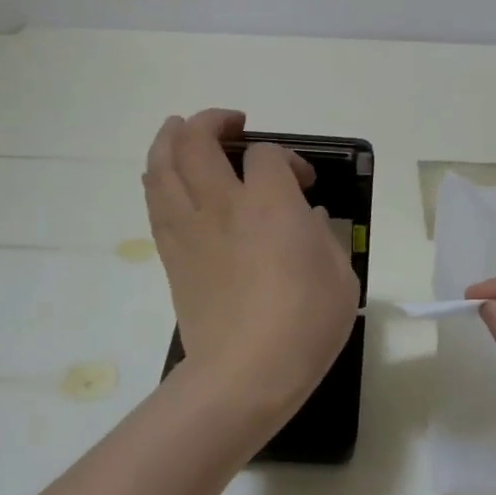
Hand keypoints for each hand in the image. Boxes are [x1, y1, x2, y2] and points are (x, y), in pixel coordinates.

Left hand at [145, 110, 358, 426]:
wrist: (246, 373)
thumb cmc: (305, 323)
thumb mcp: (339, 274)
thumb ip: (323, 236)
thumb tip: (306, 219)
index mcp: (269, 203)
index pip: (266, 154)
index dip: (288, 159)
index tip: (303, 184)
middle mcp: (221, 204)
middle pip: (196, 140)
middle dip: (212, 121)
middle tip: (231, 124)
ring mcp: (189, 229)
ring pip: (162, 164)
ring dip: (170, 138)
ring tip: (181, 131)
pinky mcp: (171, 256)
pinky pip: (155, 201)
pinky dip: (159, 178)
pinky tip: (167, 177)